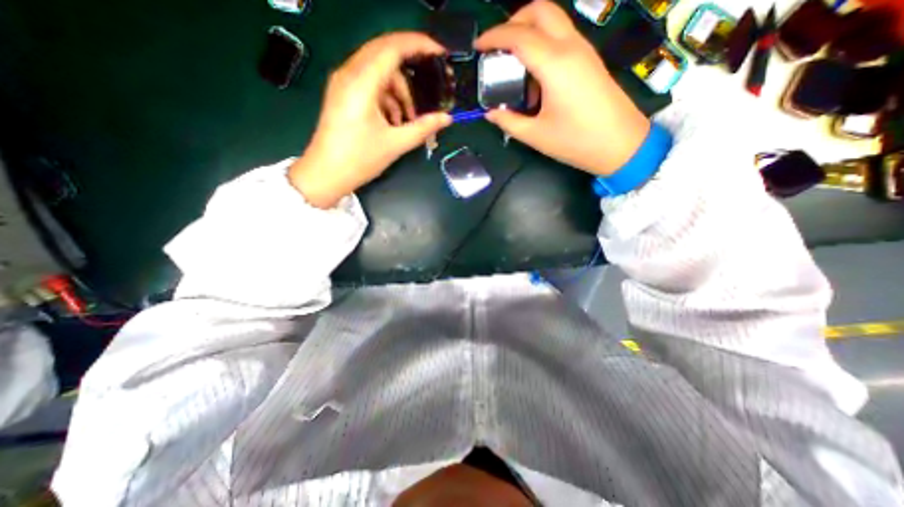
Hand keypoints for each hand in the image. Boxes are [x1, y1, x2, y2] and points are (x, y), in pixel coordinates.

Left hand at [289, 32, 451, 206]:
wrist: (326, 174)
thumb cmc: (359, 159)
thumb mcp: (395, 144)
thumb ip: (423, 128)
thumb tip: (446, 118)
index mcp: (361, 83)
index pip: (393, 47)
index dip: (419, 45)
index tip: (440, 54)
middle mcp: (349, 74)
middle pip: (386, 55)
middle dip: (411, 72)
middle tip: (430, 89)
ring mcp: (344, 83)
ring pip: (379, 72)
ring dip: (399, 92)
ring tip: (408, 120)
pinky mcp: (343, 94)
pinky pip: (371, 85)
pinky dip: (387, 99)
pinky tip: (394, 122)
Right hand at [473, 1, 649, 175]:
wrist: (621, 144)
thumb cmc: (576, 141)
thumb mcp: (535, 136)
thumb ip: (509, 121)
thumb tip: (491, 113)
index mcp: (554, 64)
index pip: (519, 35)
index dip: (494, 36)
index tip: (478, 47)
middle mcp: (570, 47)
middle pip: (540, 10)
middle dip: (514, 22)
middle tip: (498, 48)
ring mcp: (583, 50)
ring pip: (553, 20)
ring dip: (529, 32)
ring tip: (514, 66)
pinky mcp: (589, 59)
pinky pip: (562, 37)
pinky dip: (543, 44)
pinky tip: (535, 76)